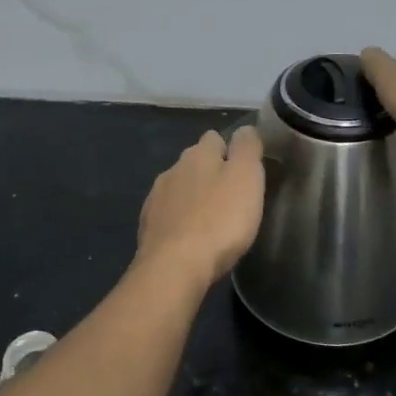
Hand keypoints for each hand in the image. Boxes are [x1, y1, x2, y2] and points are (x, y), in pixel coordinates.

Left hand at [136, 126, 265, 284]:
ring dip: (192, 197)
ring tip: (210, 219)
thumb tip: (244, 129)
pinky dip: (179, 220)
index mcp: (198, 155)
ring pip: (179, 188)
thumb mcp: (246, 178)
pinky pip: (167, 214)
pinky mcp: (148, 226)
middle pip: (194, 162)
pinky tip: (189, 237)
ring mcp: (156, 198)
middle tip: (230, 196)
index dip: (229, 150)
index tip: (243, 170)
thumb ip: (247, 148)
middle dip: (210, 173)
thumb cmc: (220, 220)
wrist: (175, 266)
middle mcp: (173, 170)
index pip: (214, 138)